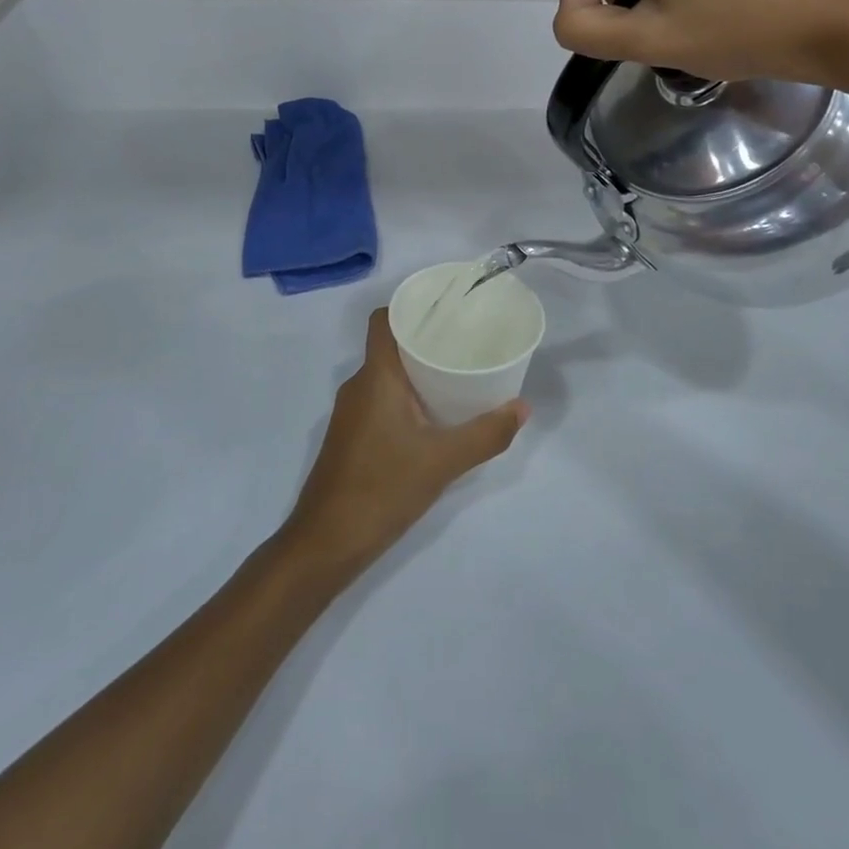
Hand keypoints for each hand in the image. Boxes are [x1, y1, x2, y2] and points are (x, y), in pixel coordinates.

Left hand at [281, 309, 525, 579]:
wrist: (327, 542)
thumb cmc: (383, 488)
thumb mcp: (443, 461)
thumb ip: (486, 434)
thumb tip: (522, 407)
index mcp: (376, 376)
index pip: (383, 320)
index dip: (409, 306)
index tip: (445, 307)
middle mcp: (358, 385)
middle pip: (389, 345)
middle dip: (424, 339)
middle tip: (465, 341)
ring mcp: (350, 413)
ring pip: (385, 375)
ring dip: (416, 371)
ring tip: (456, 375)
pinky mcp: (350, 436)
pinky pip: (380, 399)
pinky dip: (405, 397)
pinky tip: (432, 416)